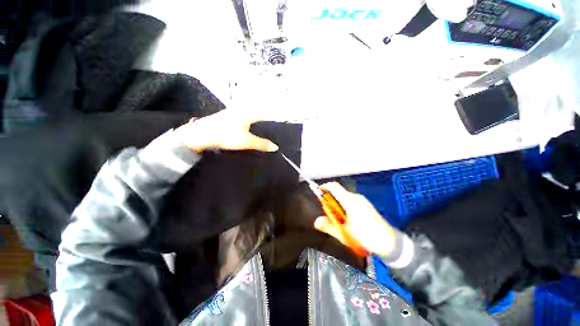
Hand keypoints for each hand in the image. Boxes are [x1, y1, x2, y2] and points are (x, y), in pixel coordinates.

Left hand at [173, 110, 278, 152]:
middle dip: (267, 117)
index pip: (266, 113)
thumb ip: (262, 144)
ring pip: (251, 113)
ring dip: (259, 118)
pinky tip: (252, 126)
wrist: (202, 134)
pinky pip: (245, 116)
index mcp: (249, 113)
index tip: (282, 120)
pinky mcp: (229, 115)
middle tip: (275, 124)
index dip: (274, 116)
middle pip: (259, 111)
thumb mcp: (246, 141)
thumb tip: (276, 147)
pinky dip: (251, 120)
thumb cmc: (226, 136)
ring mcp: (235, 111)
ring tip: (266, 125)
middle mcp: (242, 109)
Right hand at [314, 182, 396, 256]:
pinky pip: (351, 202)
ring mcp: (362, 201)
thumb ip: (329, 226)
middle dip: (330, 201)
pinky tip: (348, 221)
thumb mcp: (344, 233)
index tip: (318, 192)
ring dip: (338, 205)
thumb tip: (316, 221)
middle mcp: (356, 197)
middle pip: (338, 193)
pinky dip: (345, 207)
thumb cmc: (365, 236)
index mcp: (349, 200)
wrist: (389, 243)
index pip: (334, 187)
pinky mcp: (366, 206)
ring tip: (338, 220)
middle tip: (328, 214)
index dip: (324, 187)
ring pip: (345, 198)